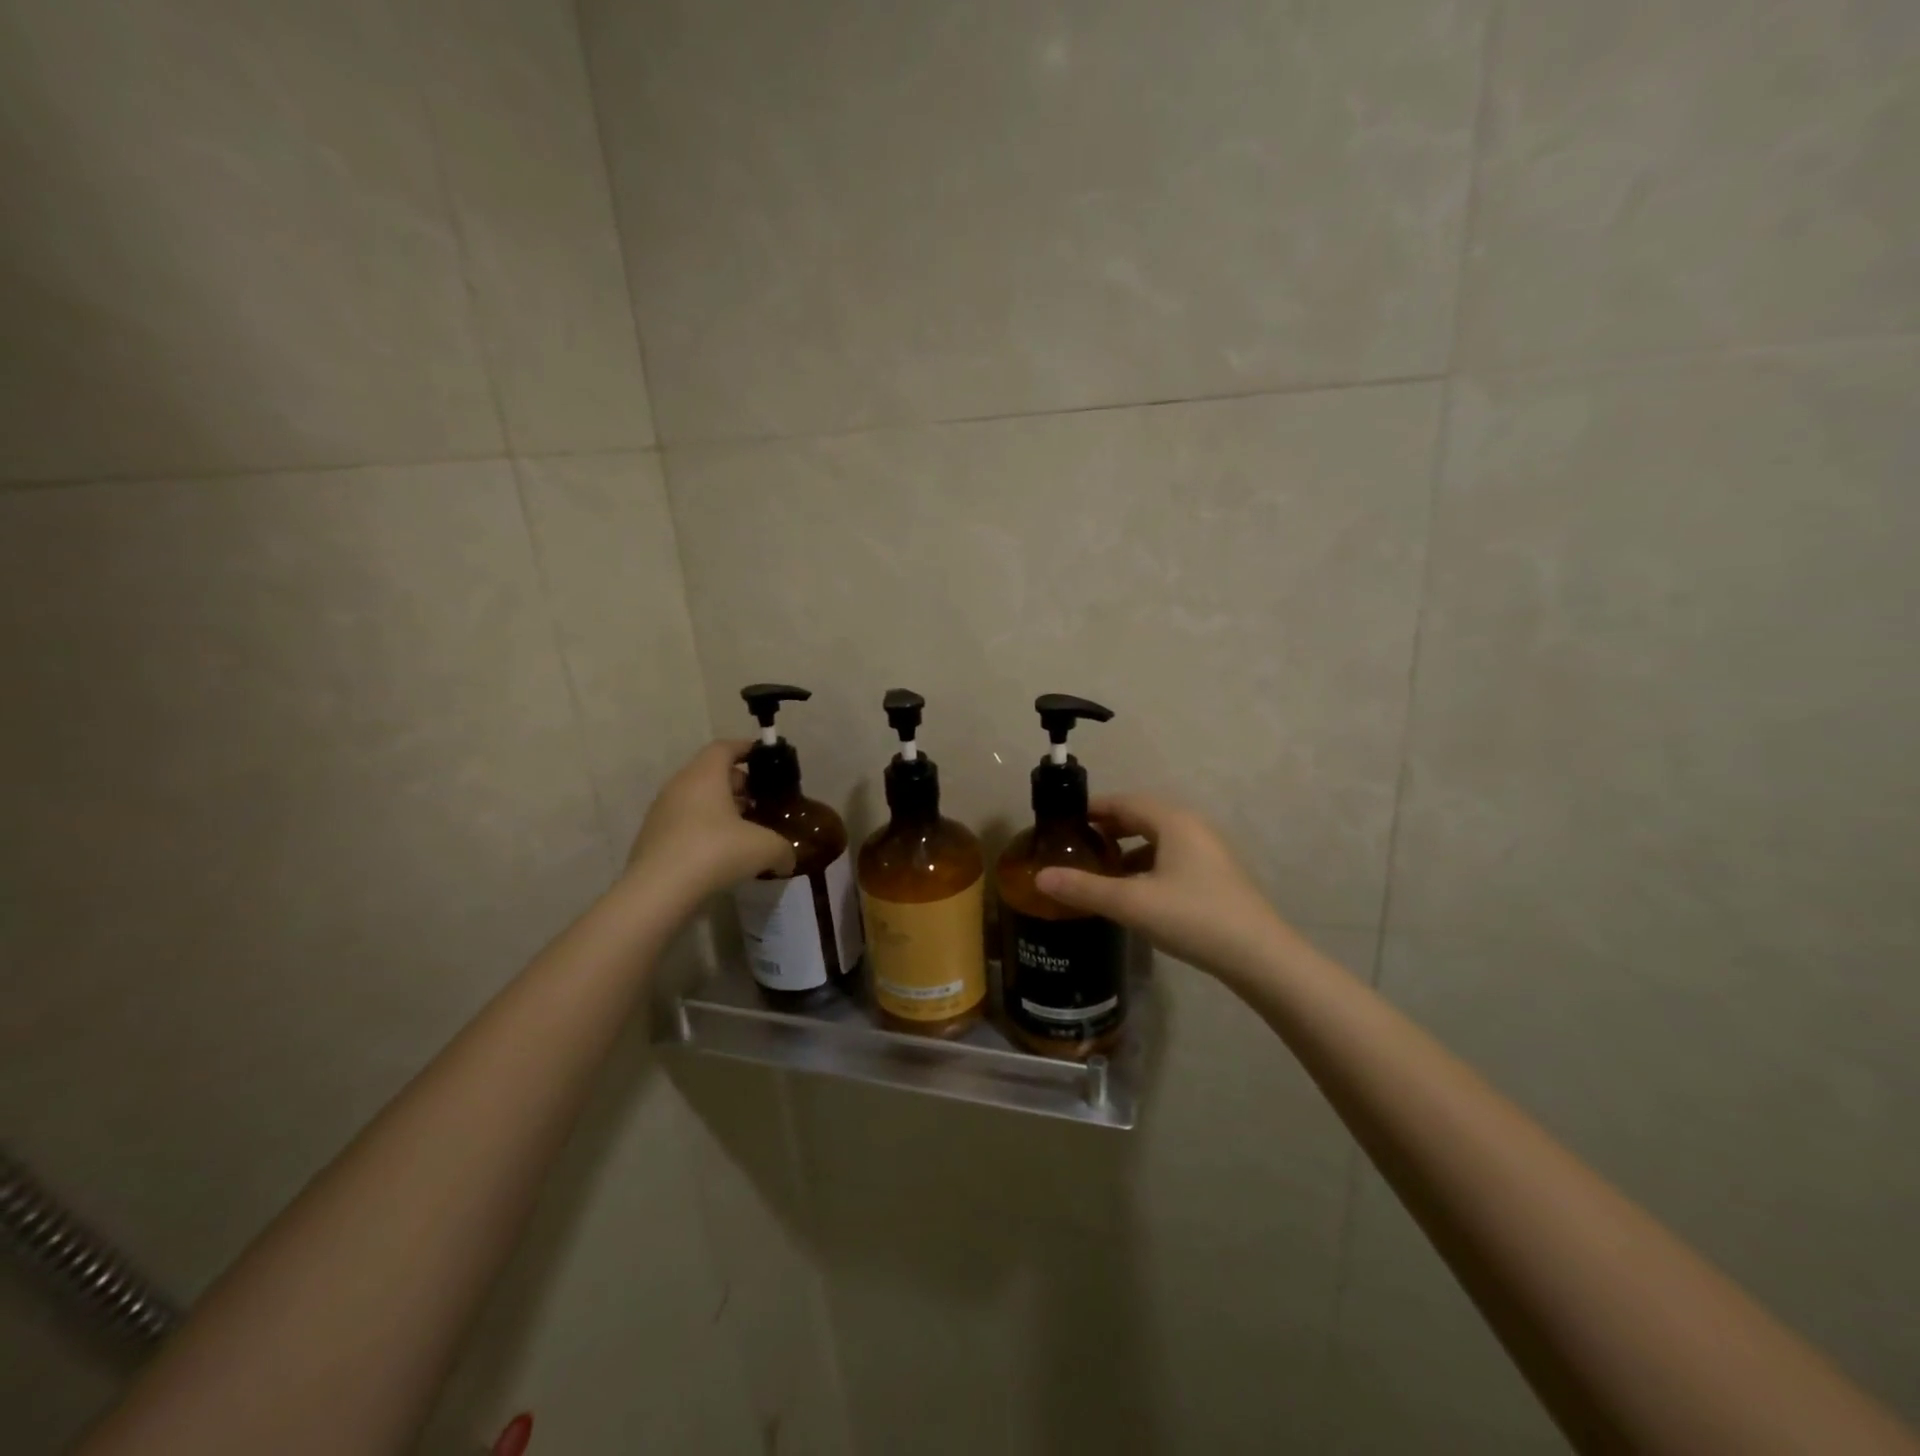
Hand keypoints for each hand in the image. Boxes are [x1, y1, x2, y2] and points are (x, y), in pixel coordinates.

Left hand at [626, 741, 794, 895]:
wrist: (657, 892)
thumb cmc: (714, 852)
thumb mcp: (764, 848)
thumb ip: (783, 849)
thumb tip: (787, 859)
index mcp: (705, 775)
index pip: (725, 747)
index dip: (746, 749)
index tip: (765, 757)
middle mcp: (680, 785)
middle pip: (711, 773)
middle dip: (739, 784)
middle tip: (761, 801)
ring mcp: (662, 812)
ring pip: (697, 799)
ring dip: (721, 808)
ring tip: (745, 830)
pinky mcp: (652, 838)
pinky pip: (685, 822)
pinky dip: (704, 828)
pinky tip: (721, 852)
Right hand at [1035, 795, 1290, 980]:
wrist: (1260, 957)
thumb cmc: (1193, 918)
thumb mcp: (1132, 903)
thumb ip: (1084, 888)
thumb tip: (1040, 877)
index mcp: (1173, 821)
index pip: (1123, 802)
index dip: (1092, 808)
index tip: (1063, 821)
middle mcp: (1192, 827)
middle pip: (1141, 817)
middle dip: (1108, 828)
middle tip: (1076, 845)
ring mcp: (1208, 851)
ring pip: (1158, 839)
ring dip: (1128, 848)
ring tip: (1100, 869)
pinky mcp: (1216, 875)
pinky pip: (1172, 857)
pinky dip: (1147, 865)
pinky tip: (1134, 891)